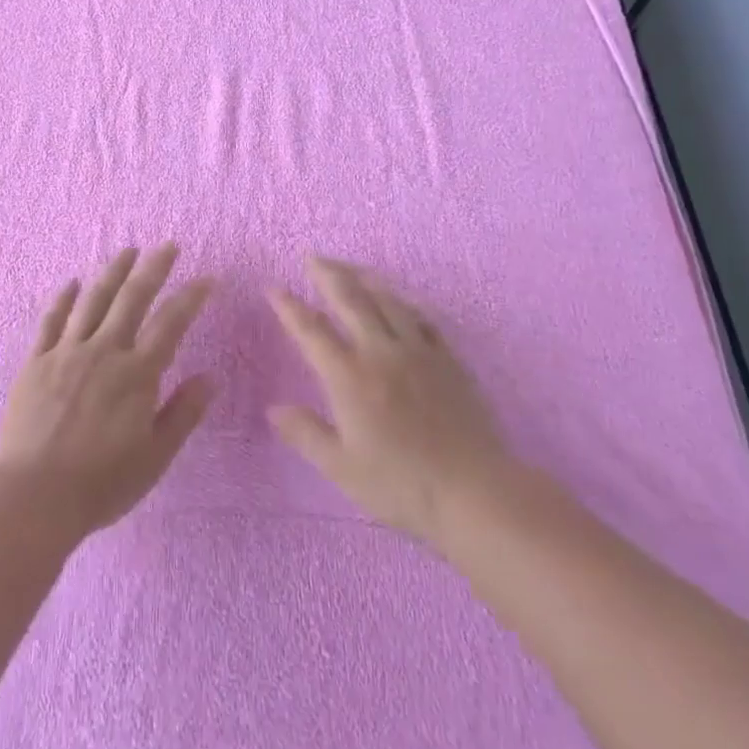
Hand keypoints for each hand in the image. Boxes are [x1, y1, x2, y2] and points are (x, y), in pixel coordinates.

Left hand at [0, 244, 214, 538]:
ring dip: (112, 271)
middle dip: (153, 268)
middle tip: (167, 246)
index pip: (170, 324)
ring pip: (92, 299)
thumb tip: (211, 376)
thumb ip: (183, 412)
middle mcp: (104, 351)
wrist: (35, 495)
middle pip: (132, 298)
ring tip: (126, 251)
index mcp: (136, 374)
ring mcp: (66, 352)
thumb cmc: (102, 482)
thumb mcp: (155, 456)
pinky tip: (70, 282)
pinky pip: (50, 320)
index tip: (207, 278)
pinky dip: (62, 298)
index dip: (191, 297)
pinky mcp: (35, 361)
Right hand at [268, 256, 517, 547]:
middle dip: (327, 274)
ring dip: (364, 278)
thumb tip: (273, 409)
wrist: (475, 491)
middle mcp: (381, 352)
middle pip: (350, 300)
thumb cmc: (401, 484)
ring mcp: (418, 351)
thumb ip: (306, 434)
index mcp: (349, 376)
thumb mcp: (342, 467)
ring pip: (387, 300)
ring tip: (350, 267)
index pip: (312, 330)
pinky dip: (403, 303)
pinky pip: (421, 318)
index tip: (273, 288)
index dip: (290, 307)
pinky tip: (399, 301)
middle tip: (312, 257)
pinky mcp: (448, 359)